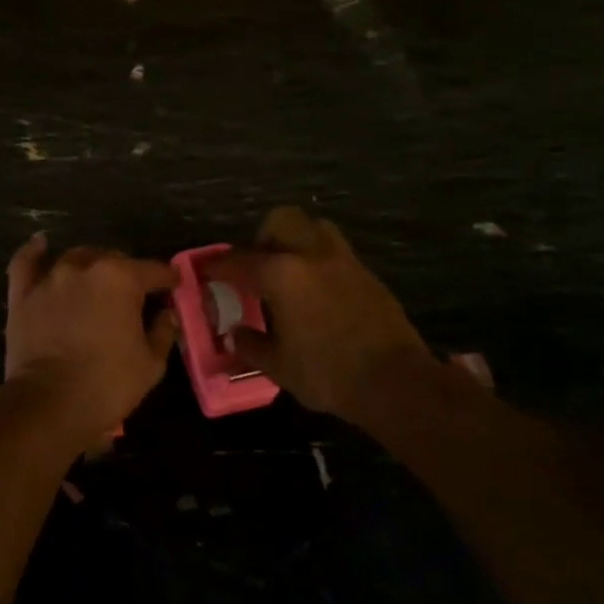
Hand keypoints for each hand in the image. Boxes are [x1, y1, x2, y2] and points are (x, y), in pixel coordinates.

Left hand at [4, 236, 178, 438]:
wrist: (49, 404)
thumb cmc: (107, 385)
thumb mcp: (151, 364)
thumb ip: (162, 331)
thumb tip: (166, 314)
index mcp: (121, 279)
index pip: (153, 270)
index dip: (168, 279)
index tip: (175, 286)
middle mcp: (85, 268)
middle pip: (113, 260)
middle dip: (128, 273)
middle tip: (134, 295)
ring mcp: (50, 278)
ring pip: (75, 259)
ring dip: (90, 266)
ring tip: (96, 282)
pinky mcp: (22, 293)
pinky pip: (26, 262)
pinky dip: (35, 252)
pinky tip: (41, 244)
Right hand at [210, 206, 427, 426]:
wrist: (396, 382)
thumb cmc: (327, 373)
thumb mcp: (278, 366)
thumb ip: (251, 345)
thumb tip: (235, 334)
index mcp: (282, 275)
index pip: (240, 260)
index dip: (219, 266)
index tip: (207, 271)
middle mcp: (312, 257)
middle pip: (282, 221)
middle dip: (263, 237)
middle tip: (257, 265)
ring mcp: (345, 263)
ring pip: (315, 229)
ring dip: (297, 242)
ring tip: (288, 273)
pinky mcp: (368, 276)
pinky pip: (336, 254)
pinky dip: (319, 263)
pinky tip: (316, 293)